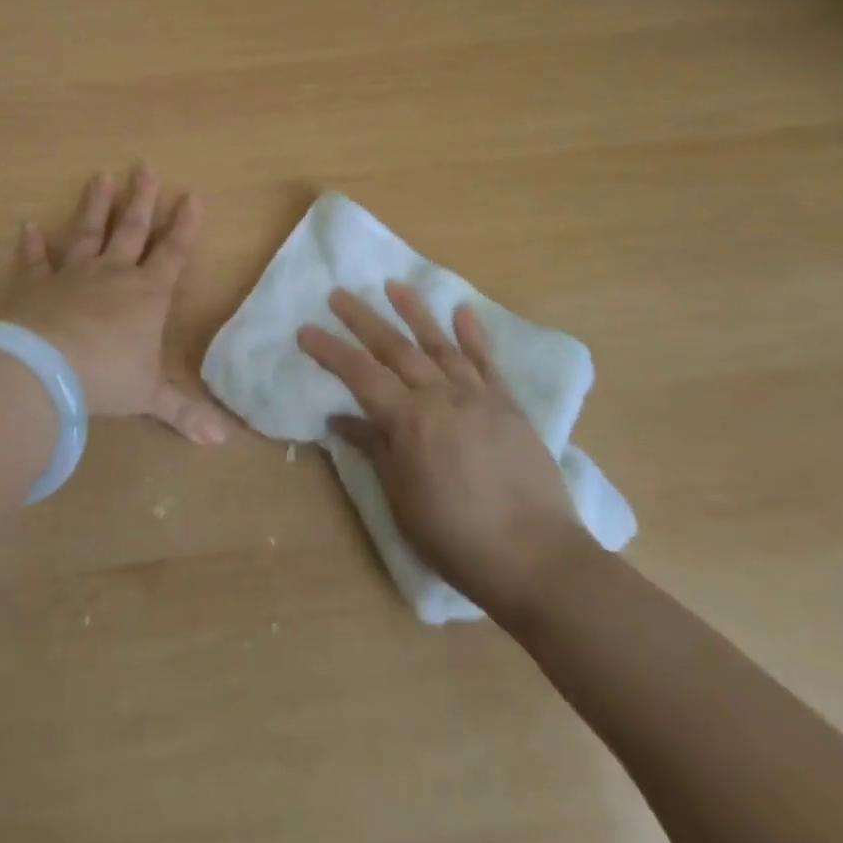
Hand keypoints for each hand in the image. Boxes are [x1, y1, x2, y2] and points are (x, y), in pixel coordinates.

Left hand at [0, 167, 230, 444]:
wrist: (45, 369)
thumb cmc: (106, 378)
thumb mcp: (148, 397)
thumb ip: (183, 413)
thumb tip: (222, 443)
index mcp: (146, 295)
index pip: (173, 253)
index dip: (184, 225)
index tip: (192, 195)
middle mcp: (113, 275)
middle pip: (131, 230)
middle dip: (142, 200)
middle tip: (146, 168)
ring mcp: (72, 275)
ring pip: (87, 232)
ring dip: (95, 205)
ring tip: (100, 176)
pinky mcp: (36, 286)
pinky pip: (35, 261)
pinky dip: (32, 244)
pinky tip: (28, 225)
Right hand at [297, 282, 585, 619]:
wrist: (536, 558)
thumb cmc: (457, 539)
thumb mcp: (402, 500)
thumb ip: (375, 450)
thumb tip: (342, 418)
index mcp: (410, 421)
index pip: (360, 375)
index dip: (331, 351)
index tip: (306, 330)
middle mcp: (441, 396)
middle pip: (395, 348)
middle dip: (363, 319)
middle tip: (339, 294)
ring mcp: (478, 396)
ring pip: (439, 344)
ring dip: (415, 312)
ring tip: (394, 285)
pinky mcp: (508, 405)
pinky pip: (486, 362)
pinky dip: (473, 335)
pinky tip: (462, 312)